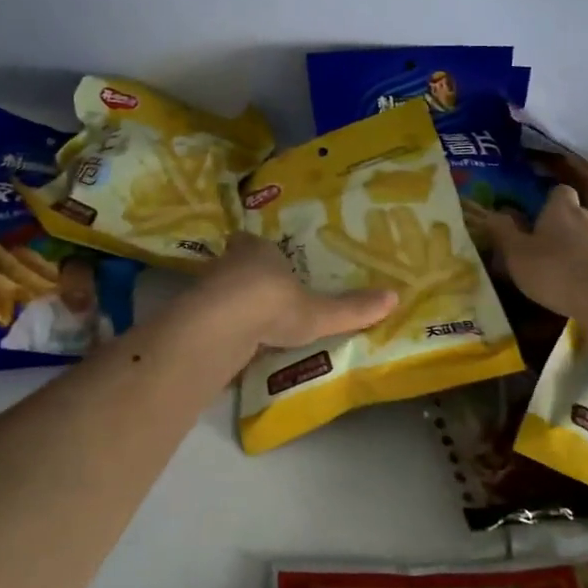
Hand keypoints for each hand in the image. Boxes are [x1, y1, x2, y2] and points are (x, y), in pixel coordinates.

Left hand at [194, 233, 397, 350]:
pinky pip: (210, 319)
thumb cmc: (273, 304)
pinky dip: (220, 329)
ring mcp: (206, 289)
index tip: (270, 261)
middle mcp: (228, 263)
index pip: (254, 243)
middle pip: (235, 264)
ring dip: (231, 304)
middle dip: (246, 276)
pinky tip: (232, 345)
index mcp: (258, 250)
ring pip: (219, 291)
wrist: (221, 326)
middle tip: (264, 294)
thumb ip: (351, 308)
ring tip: (251, 324)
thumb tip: (395, 297)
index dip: (261, 251)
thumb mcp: (319, 312)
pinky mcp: (192, 317)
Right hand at [485, 184, 587, 319]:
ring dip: (583, 251)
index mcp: (562, 210)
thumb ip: (504, 233)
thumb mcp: (517, 255)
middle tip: (547, 255)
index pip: (559, 192)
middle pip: (576, 216)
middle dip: (564, 230)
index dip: (549, 204)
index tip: (538, 221)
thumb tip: (493, 213)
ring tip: (569, 277)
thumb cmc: (555, 272)